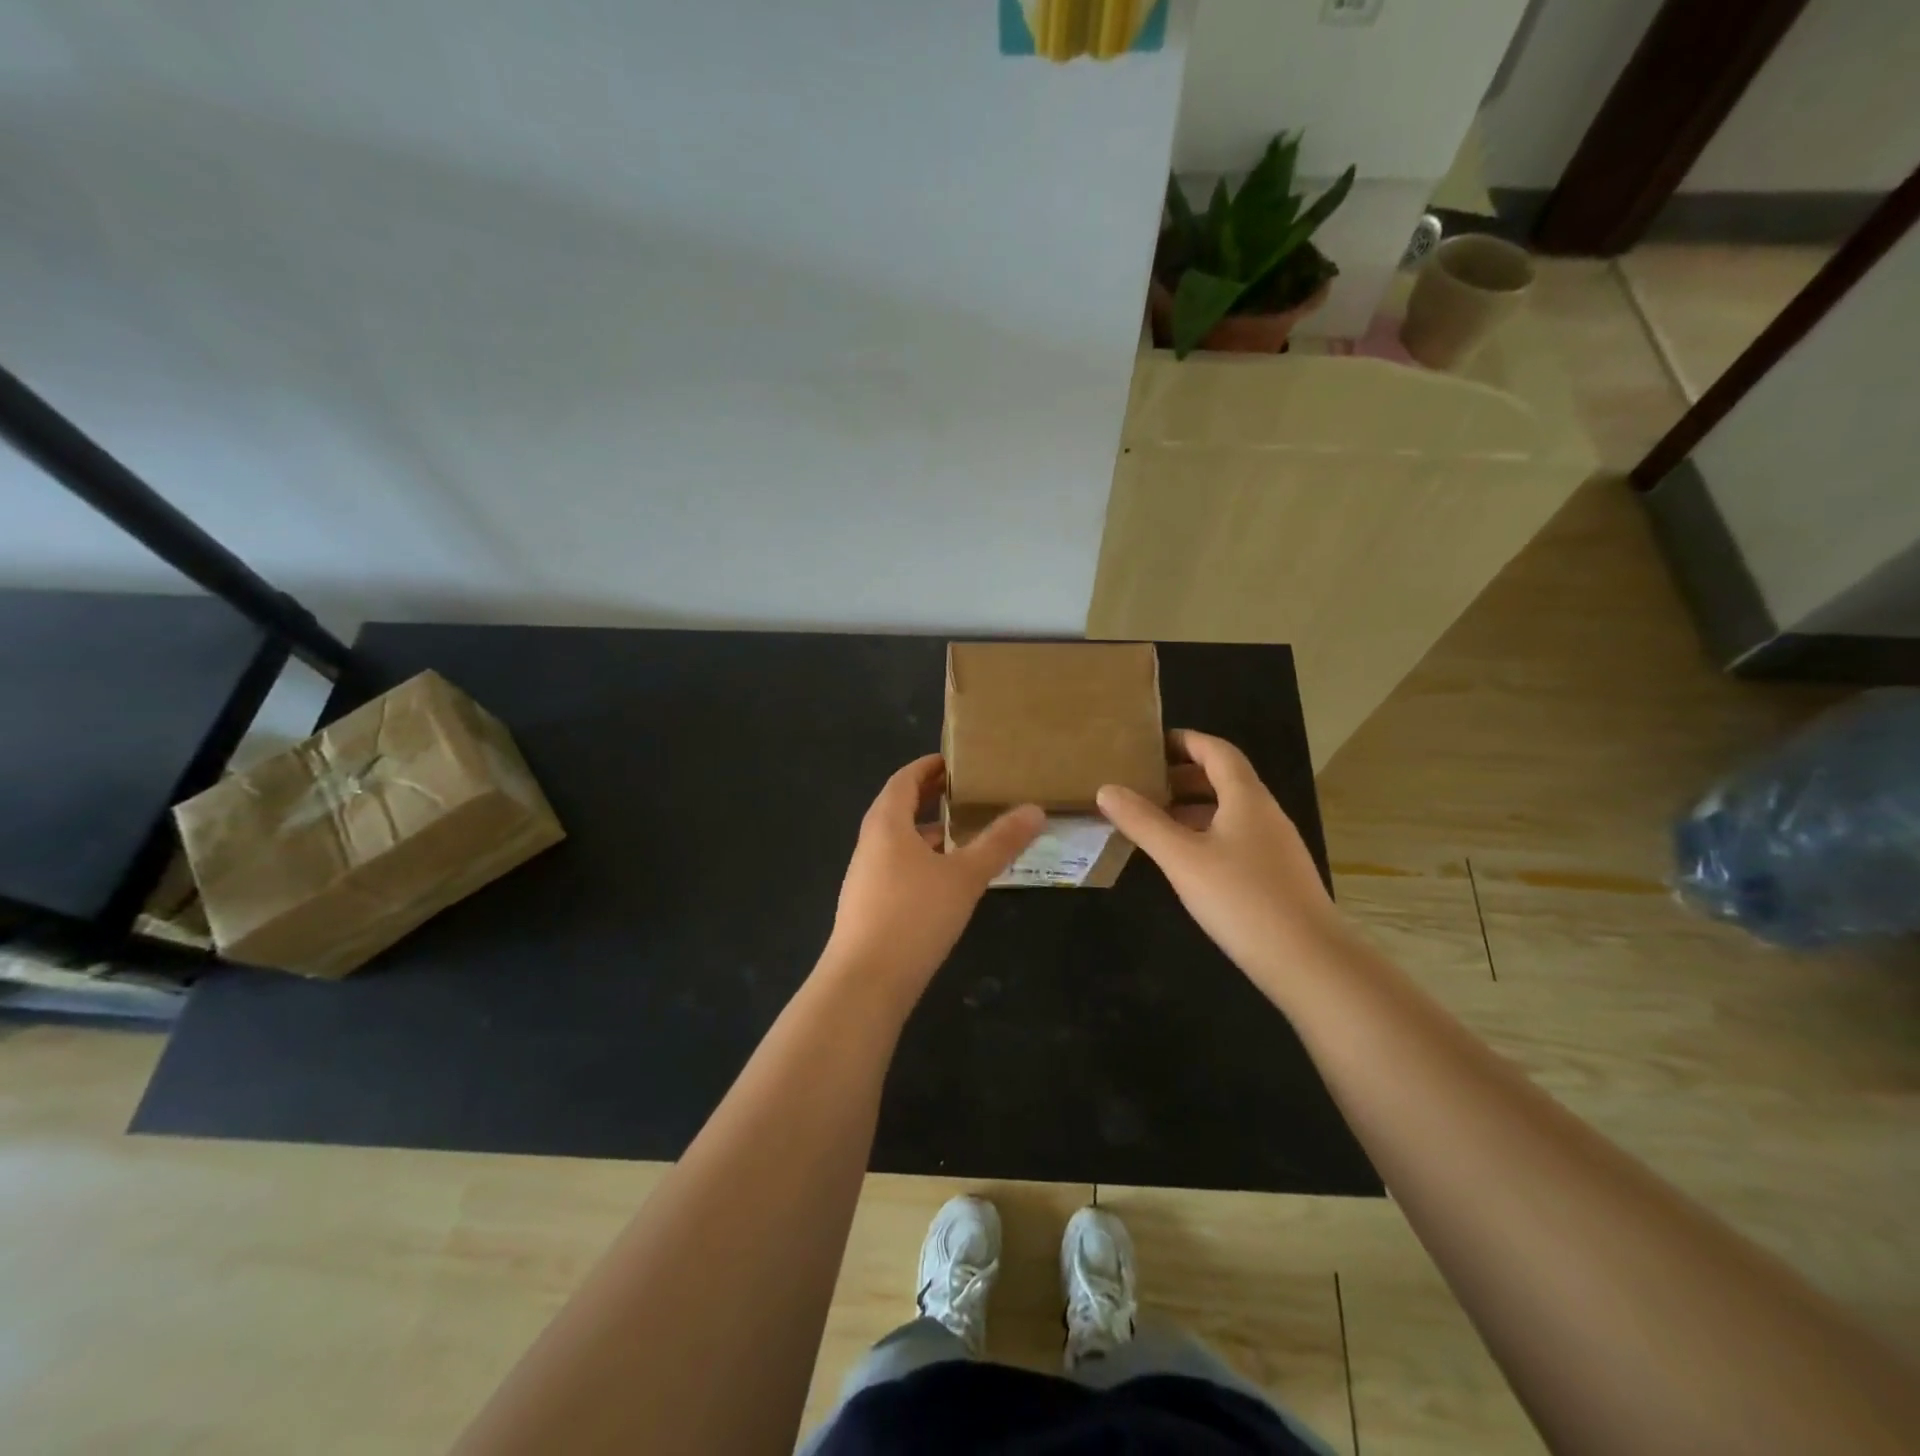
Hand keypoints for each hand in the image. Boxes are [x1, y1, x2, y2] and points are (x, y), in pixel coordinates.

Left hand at [824, 754, 1043, 994]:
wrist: (865, 983)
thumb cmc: (914, 916)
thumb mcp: (965, 876)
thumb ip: (1000, 842)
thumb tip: (1035, 809)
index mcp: (886, 824)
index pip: (903, 780)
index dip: (927, 767)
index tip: (954, 760)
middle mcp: (870, 844)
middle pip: (899, 808)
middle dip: (930, 796)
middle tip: (966, 791)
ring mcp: (866, 877)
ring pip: (899, 841)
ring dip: (928, 831)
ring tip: (965, 831)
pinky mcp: (870, 906)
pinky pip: (898, 867)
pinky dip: (923, 859)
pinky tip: (948, 879)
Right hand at [1096, 730, 1342, 988]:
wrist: (1309, 961)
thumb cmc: (1241, 899)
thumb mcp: (1182, 858)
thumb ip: (1143, 822)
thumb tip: (1107, 789)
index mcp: (1246, 798)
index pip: (1217, 751)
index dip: (1185, 741)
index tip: (1150, 744)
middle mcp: (1265, 813)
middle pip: (1224, 779)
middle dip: (1183, 776)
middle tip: (1143, 783)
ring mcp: (1275, 845)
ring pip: (1230, 811)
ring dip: (1193, 808)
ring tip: (1154, 820)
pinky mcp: (1276, 875)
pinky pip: (1236, 838)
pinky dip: (1206, 834)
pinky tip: (1185, 860)